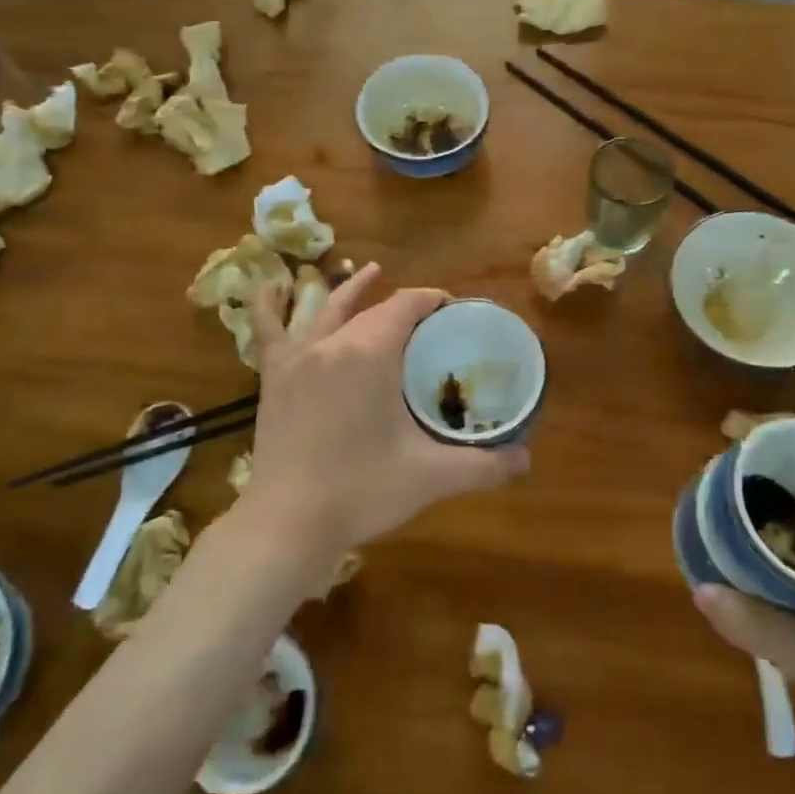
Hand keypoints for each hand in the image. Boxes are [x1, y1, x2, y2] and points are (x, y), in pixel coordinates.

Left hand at [239, 263, 529, 557]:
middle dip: (404, 307)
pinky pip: (268, 331)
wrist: (289, 523)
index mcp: (372, 352)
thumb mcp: (432, 477)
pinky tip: (270, 284)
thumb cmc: (362, 491)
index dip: (432, 300)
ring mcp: (299, 357)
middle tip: (430, 320)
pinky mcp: (273, 378)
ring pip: (328, 310)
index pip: (407, 305)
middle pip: (374, 311)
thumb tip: (526, 460)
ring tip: (370, 270)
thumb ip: (484, 466)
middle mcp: (333, 342)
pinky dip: (269, 305)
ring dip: (352, 290)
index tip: (452, 309)